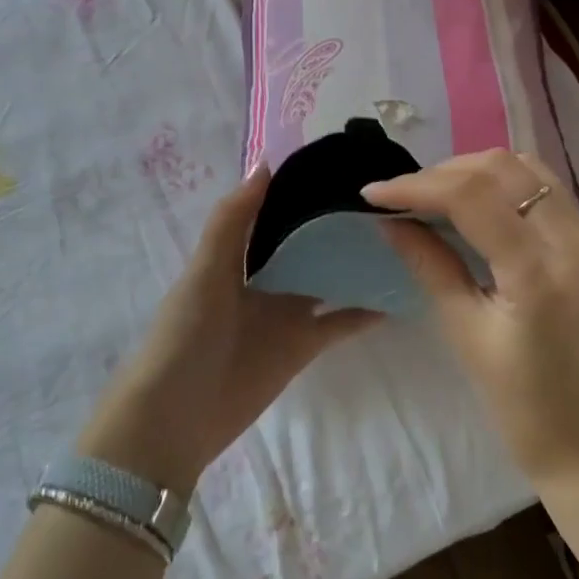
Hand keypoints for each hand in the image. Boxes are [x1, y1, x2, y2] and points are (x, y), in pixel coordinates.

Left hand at [76, 165, 377, 495]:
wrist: (177, 416)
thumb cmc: (186, 333)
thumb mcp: (206, 269)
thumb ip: (232, 219)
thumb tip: (266, 163)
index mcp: (237, 253)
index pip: (273, 211)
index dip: (299, 189)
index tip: (338, 162)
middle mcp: (264, 277)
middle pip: (305, 243)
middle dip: (334, 222)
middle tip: (383, 196)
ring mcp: (286, 312)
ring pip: (328, 278)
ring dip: (355, 262)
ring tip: (401, 237)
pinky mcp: (302, 346)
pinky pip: (339, 322)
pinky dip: (365, 311)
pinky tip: (398, 295)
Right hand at [366, 150, 578, 578]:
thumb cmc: (521, 406)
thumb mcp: (464, 332)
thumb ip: (429, 264)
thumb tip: (390, 220)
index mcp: (538, 274)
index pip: (471, 197)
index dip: (417, 186)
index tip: (374, 192)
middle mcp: (574, 243)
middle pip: (503, 168)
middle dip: (445, 172)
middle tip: (406, 196)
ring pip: (529, 169)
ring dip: (478, 171)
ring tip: (439, 194)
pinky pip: (549, 191)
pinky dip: (507, 185)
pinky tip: (480, 206)